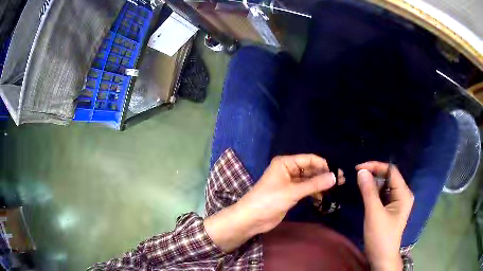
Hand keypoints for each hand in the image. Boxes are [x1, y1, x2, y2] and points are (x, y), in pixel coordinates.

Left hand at [204, 154, 336, 251]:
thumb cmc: (269, 200)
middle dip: (324, 175)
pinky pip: (306, 190)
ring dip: (321, 184)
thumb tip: (334, 177)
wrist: (252, 218)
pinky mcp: (290, 194)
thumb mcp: (293, 191)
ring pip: (309, 180)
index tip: (338, 172)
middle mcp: (288, 170)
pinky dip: (314, 192)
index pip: (309, 159)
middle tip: (341, 181)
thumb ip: (314, 184)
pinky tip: (324, 197)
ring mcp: (289, 182)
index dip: (324, 165)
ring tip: (337, 188)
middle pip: (310, 169)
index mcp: (285, 163)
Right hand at [356, 162, 413, 270]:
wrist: (381, 257)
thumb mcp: (374, 213)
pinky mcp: (391, 208)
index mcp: (404, 193)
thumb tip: (361, 171)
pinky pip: (383, 195)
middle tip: (357, 176)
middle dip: (374, 174)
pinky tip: (366, 194)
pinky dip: (373, 192)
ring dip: (373, 184)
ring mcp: (397, 201)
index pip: (391, 171)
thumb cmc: (380, 236)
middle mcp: (403, 194)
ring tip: (360, 184)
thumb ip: (368, 191)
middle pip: (389, 177)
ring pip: (385, 186)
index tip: (358, 168)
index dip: (375, 166)